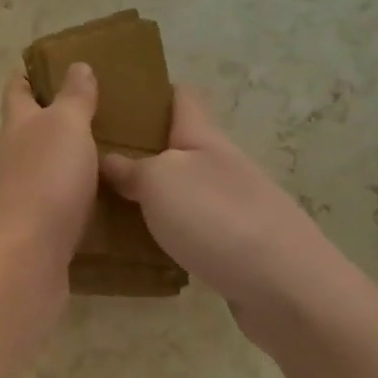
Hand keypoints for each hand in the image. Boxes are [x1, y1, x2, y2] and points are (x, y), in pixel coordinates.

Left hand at [0, 63, 99, 274]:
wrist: (24, 258)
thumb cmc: (46, 180)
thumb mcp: (66, 127)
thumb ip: (73, 98)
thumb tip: (76, 65)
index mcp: (17, 126)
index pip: (18, 91)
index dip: (30, 76)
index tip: (51, 66)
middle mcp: (11, 157)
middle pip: (28, 130)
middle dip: (53, 118)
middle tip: (97, 111)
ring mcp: (18, 195)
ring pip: (42, 167)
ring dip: (66, 159)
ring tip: (107, 154)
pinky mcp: (33, 229)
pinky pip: (56, 203)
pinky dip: (74, 195)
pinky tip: (101, 200)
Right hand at [102, 87, 376, 342]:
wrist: (287, 288)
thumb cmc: (218, 219)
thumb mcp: (161, 181)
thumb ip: (132, 168)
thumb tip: (108, 159)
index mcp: (203, 137)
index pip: (180, 97)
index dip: (150, 90)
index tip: (113, 94)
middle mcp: (219, 165)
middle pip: (177, 145)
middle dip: (140, 146)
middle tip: (90, 157)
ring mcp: (231, 206)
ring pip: (181, 188)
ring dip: (149, 192)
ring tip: (104, 201)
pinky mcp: (234, 246)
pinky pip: (190, 226)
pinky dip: (165, 229)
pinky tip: (138, 243)